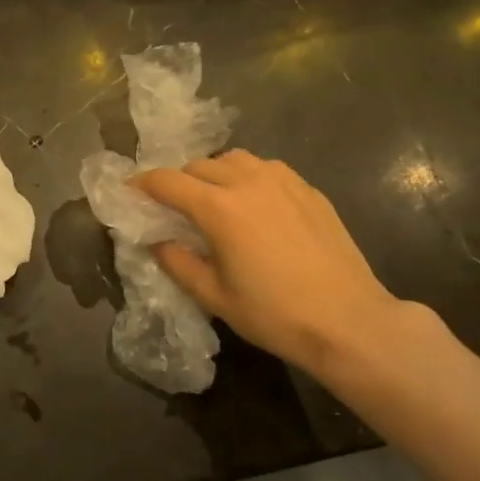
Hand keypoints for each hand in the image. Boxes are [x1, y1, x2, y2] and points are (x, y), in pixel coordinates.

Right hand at [134, 150, 415, 382]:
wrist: (349, 321)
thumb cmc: (275, 314)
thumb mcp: (214, 297)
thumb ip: (178, 263)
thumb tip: (158, 242)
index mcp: (219, 208)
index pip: (168, 181)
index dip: (143, 184)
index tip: (131, 191)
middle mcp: (248, 181)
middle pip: (199, 165)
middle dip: (179, 180)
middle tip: (174, 205)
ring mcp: (284, 180)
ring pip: (235, 159)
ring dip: (215, 172)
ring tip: (215, 198)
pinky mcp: (309, 189)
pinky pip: (267, 169)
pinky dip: (249, 177)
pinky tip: (255, 205)